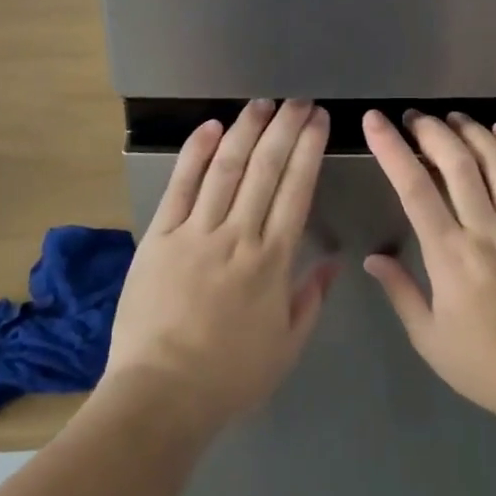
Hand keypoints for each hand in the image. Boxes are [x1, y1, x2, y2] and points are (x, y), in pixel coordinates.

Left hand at [105, 99, 336, 435]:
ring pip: (226, 169)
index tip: (319, 121)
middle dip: (285, 129)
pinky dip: (195, 154)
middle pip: (265, 169)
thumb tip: (336, 261)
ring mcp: (195, 232)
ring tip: (262, 103)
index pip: (296, 190)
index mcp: (272, 261)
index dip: (309, 150)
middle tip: (298, 101)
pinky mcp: (159, 236)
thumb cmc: (230, 376)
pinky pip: (180, 187)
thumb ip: (312, 298)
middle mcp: (237, 236)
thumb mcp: (287, 346)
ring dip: (246, 131)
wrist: (160, 395)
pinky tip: (210, 127)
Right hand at [361, 110, 495, 425]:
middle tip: (415, 117)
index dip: (392, 149)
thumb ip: (400, 292)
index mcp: (449, 255)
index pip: (413, 189)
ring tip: (454, 117)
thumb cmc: (486, 365)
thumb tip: (372, 259)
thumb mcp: (429, 338)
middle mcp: (485, 230)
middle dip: (431, 131)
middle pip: (456, 164)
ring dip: (472, 133)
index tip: (375, 121)